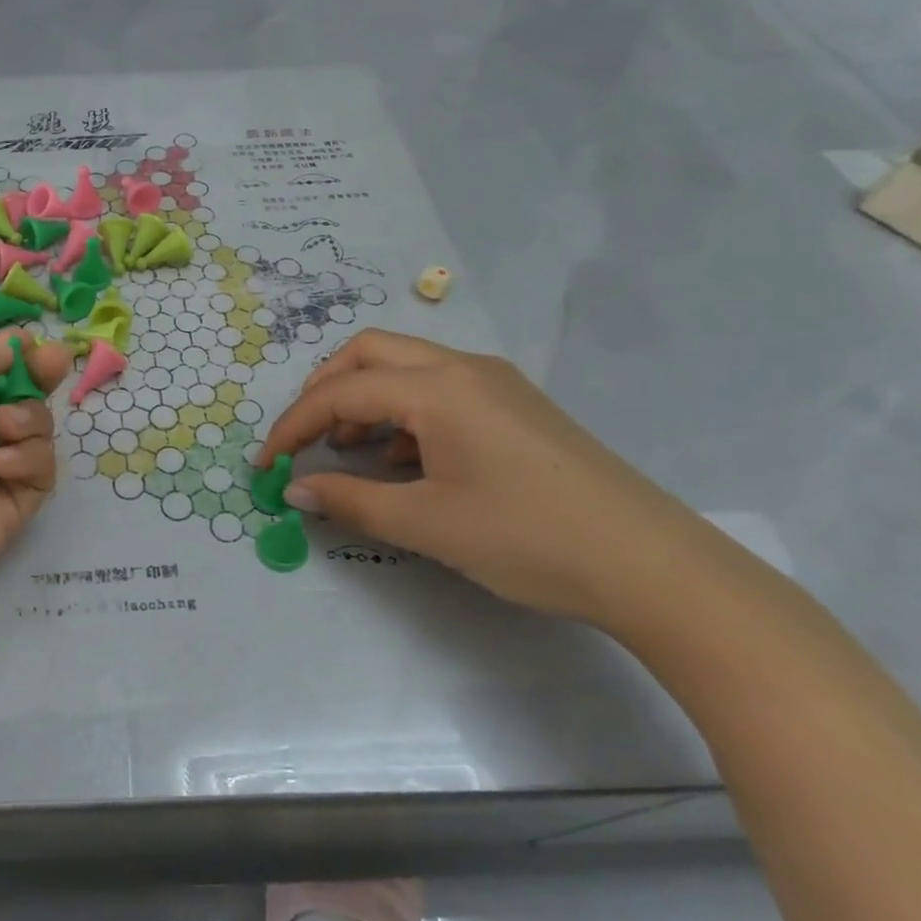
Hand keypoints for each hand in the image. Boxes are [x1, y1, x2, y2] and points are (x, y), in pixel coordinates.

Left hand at [0, 334, 72, 681]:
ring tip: (6, 422)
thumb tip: (4, 351)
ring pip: (25, 439)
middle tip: (54, 360)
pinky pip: (33, 482)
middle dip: (31, 377)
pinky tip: (1, 461)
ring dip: (30, 416)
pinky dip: (31, 459)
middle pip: (2, 403)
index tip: (27, 341)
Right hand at [259, 330, 710, 625]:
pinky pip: (439, 390)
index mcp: (439, 387)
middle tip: (307, 439)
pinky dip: (403, 413)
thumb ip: (351, 501)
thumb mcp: (427, 524)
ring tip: (351, 452)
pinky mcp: (515, 406)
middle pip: (370, 354)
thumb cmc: (528, 538)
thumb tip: (297, 491)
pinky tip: (404, 461)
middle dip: (325, 390)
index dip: (293, 425)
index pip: (341, 392)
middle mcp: (464, 368)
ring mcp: (495, 383)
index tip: (267, 464)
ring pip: (405, 368)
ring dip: (365, 400)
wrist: (653, 566)